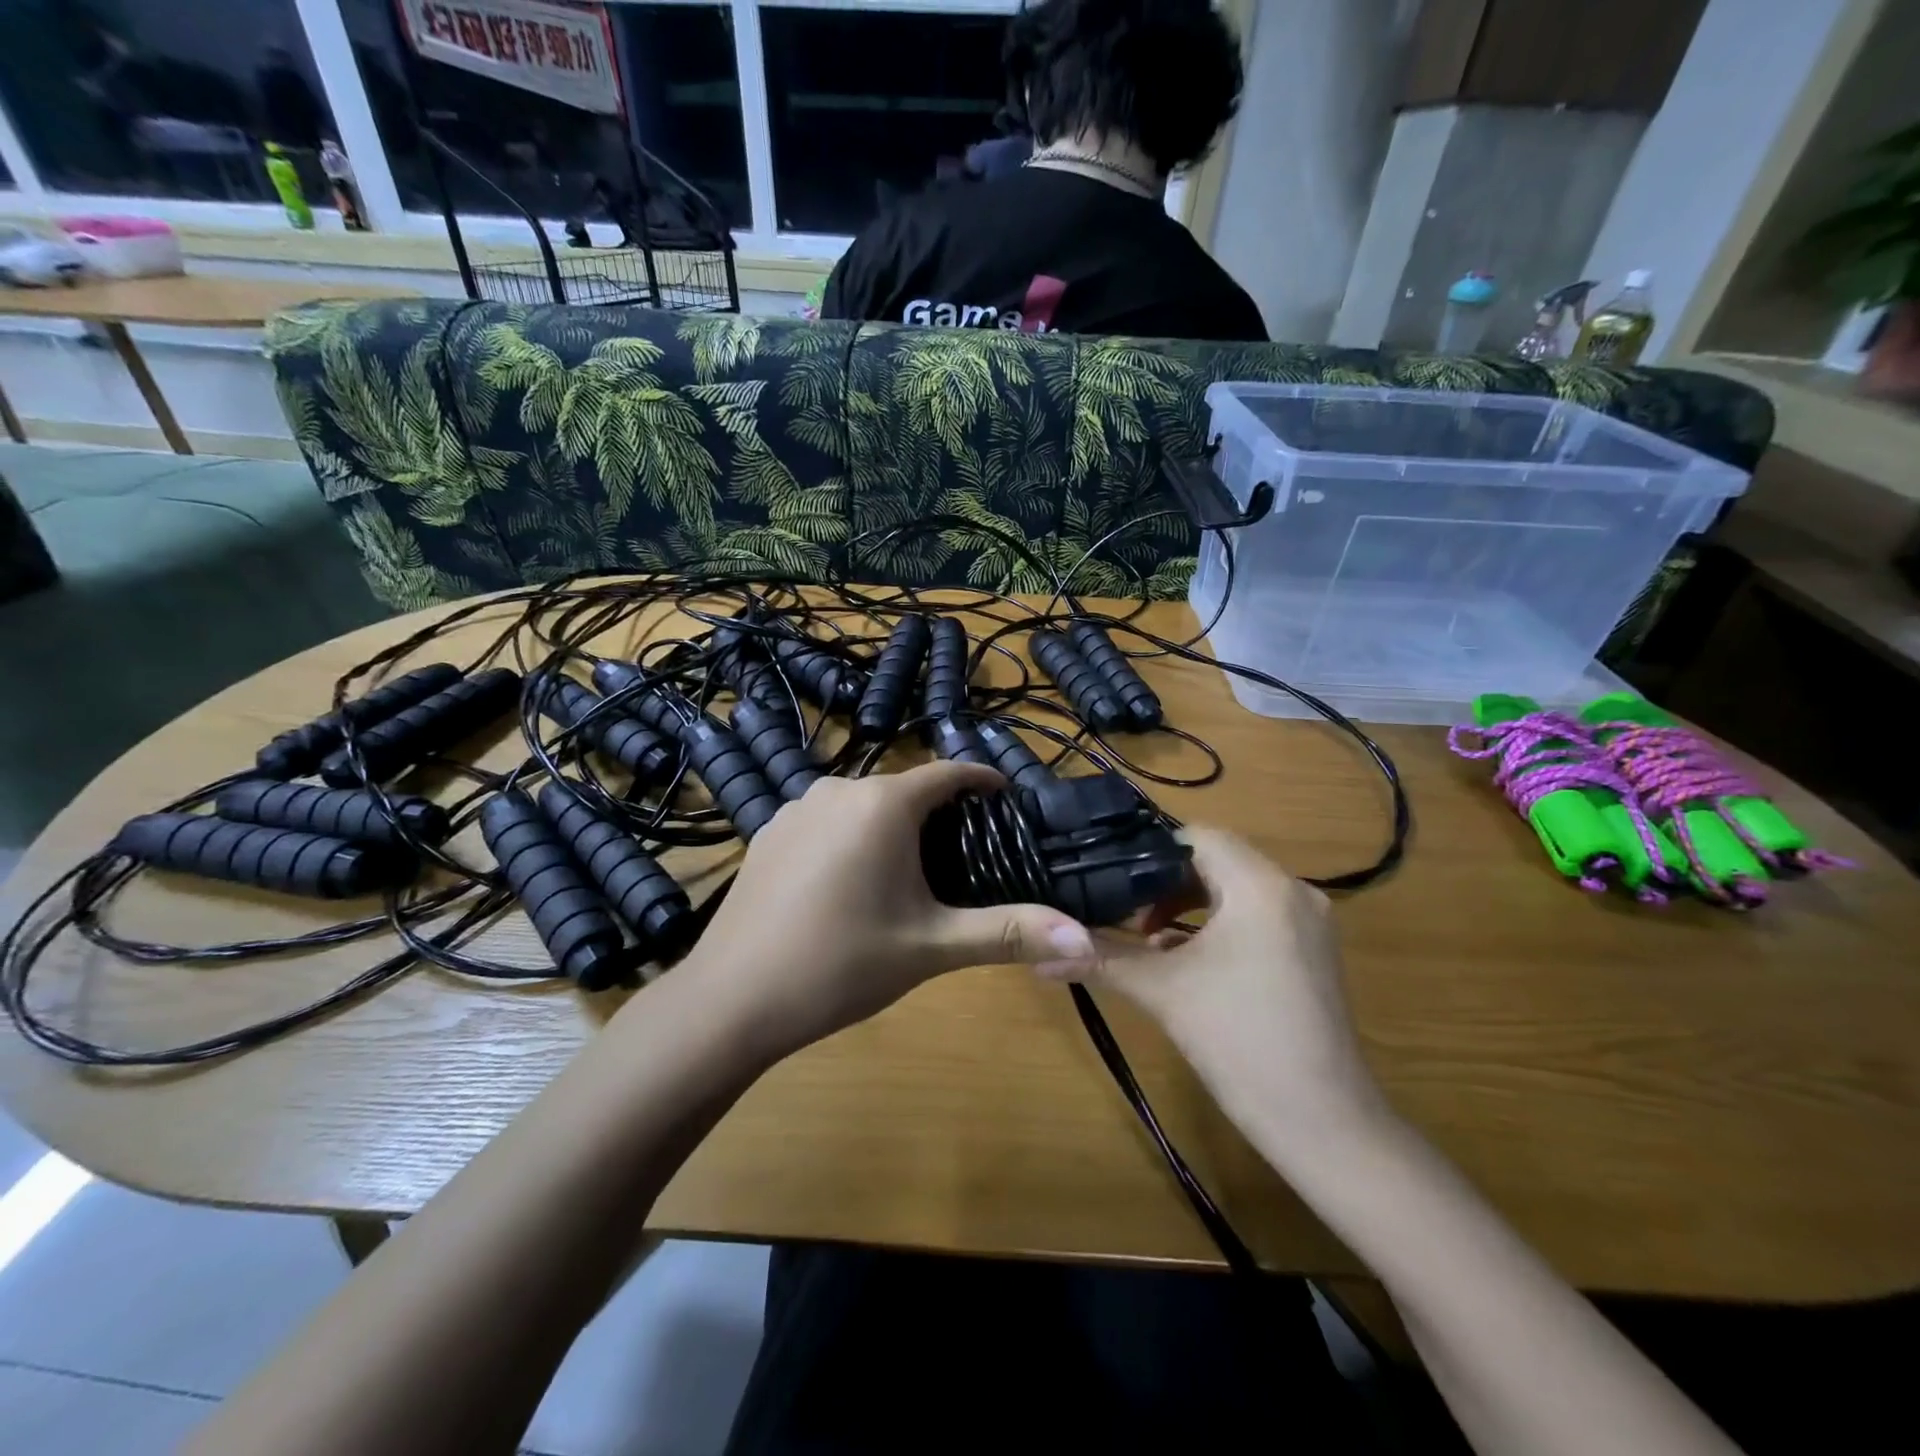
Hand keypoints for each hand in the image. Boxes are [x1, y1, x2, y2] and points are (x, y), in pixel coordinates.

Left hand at [670, 762, 1096, 1058]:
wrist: (731, 999)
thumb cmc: (841, 964)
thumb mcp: (931, 947)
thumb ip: (1008, 933)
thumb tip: (1087, 939)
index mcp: (883, 803)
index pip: (949, 772)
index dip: (983, 782)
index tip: (1008, 801)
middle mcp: (839, 788)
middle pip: (906, 790)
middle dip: (940, 815)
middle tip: (967, 856)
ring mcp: (796, 807)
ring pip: (864, 805)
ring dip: (894, 827)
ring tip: (913, 873)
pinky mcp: (769, 832)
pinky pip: (828, 821)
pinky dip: (852, 838)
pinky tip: (850, 884)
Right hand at [1043, 828, 1388, 1142]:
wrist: (1323, 1123)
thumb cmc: (1239, 1041)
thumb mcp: (1162, 991)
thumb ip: (1101, 959)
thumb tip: (1037, 954)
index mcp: (1260, 886)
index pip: (1198, 836)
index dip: (1150, 852)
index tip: (1112, 880)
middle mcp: (1293, 890)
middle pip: (1217, 860)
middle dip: (1166, 883)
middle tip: (1125, 914)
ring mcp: (1310, 922)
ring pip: (1237, 889)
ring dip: (1191, 905)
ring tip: (1149, 940)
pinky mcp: (1315, 951)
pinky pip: (1258, 915)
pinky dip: (1220, 924)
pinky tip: (1188, 960)